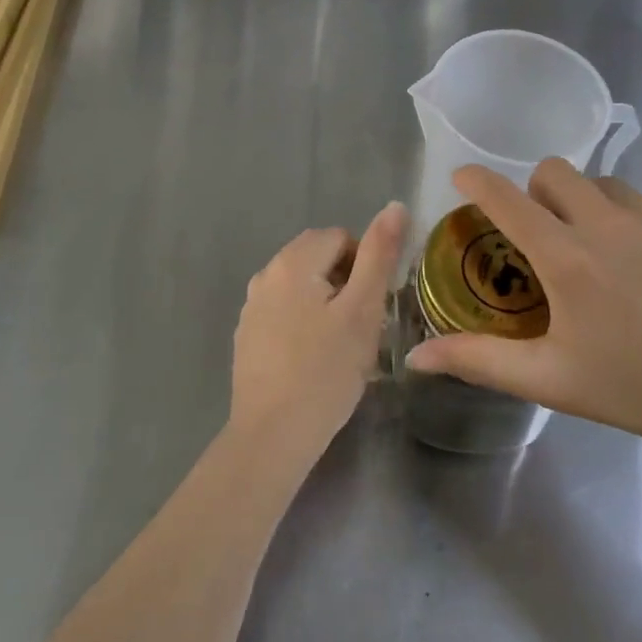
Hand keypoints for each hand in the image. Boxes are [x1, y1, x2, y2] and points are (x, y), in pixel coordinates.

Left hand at [229, 201, 408, 461]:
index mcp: (292, 261)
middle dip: (345, 282)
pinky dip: (304, 323)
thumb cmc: (325, 371)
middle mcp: (265, 274)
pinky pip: (284, 311)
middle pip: (317, 258)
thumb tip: (395, 206)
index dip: (364, 265)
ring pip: (301, 286)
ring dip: (326, 303)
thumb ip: (379, 254)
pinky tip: (313, 360)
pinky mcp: (247, 335)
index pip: (340, 237)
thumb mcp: (363, 310)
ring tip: (340, 346)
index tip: (372, 306)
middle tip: (361, 326)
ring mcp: (251, 306)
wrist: (272, 435)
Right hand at [403, 161, 641, 459]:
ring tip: (611, 255)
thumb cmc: (640, 389)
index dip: (478, 181)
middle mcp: (610, 224)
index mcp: (569, 259)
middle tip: (549, 233)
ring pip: (608, 186)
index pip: (507, 200)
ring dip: (594, 209)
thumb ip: (480, 361)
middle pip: (555, 171)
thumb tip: (417, 357)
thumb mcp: (553, 380)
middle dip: (540, 193)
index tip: (463, 177)